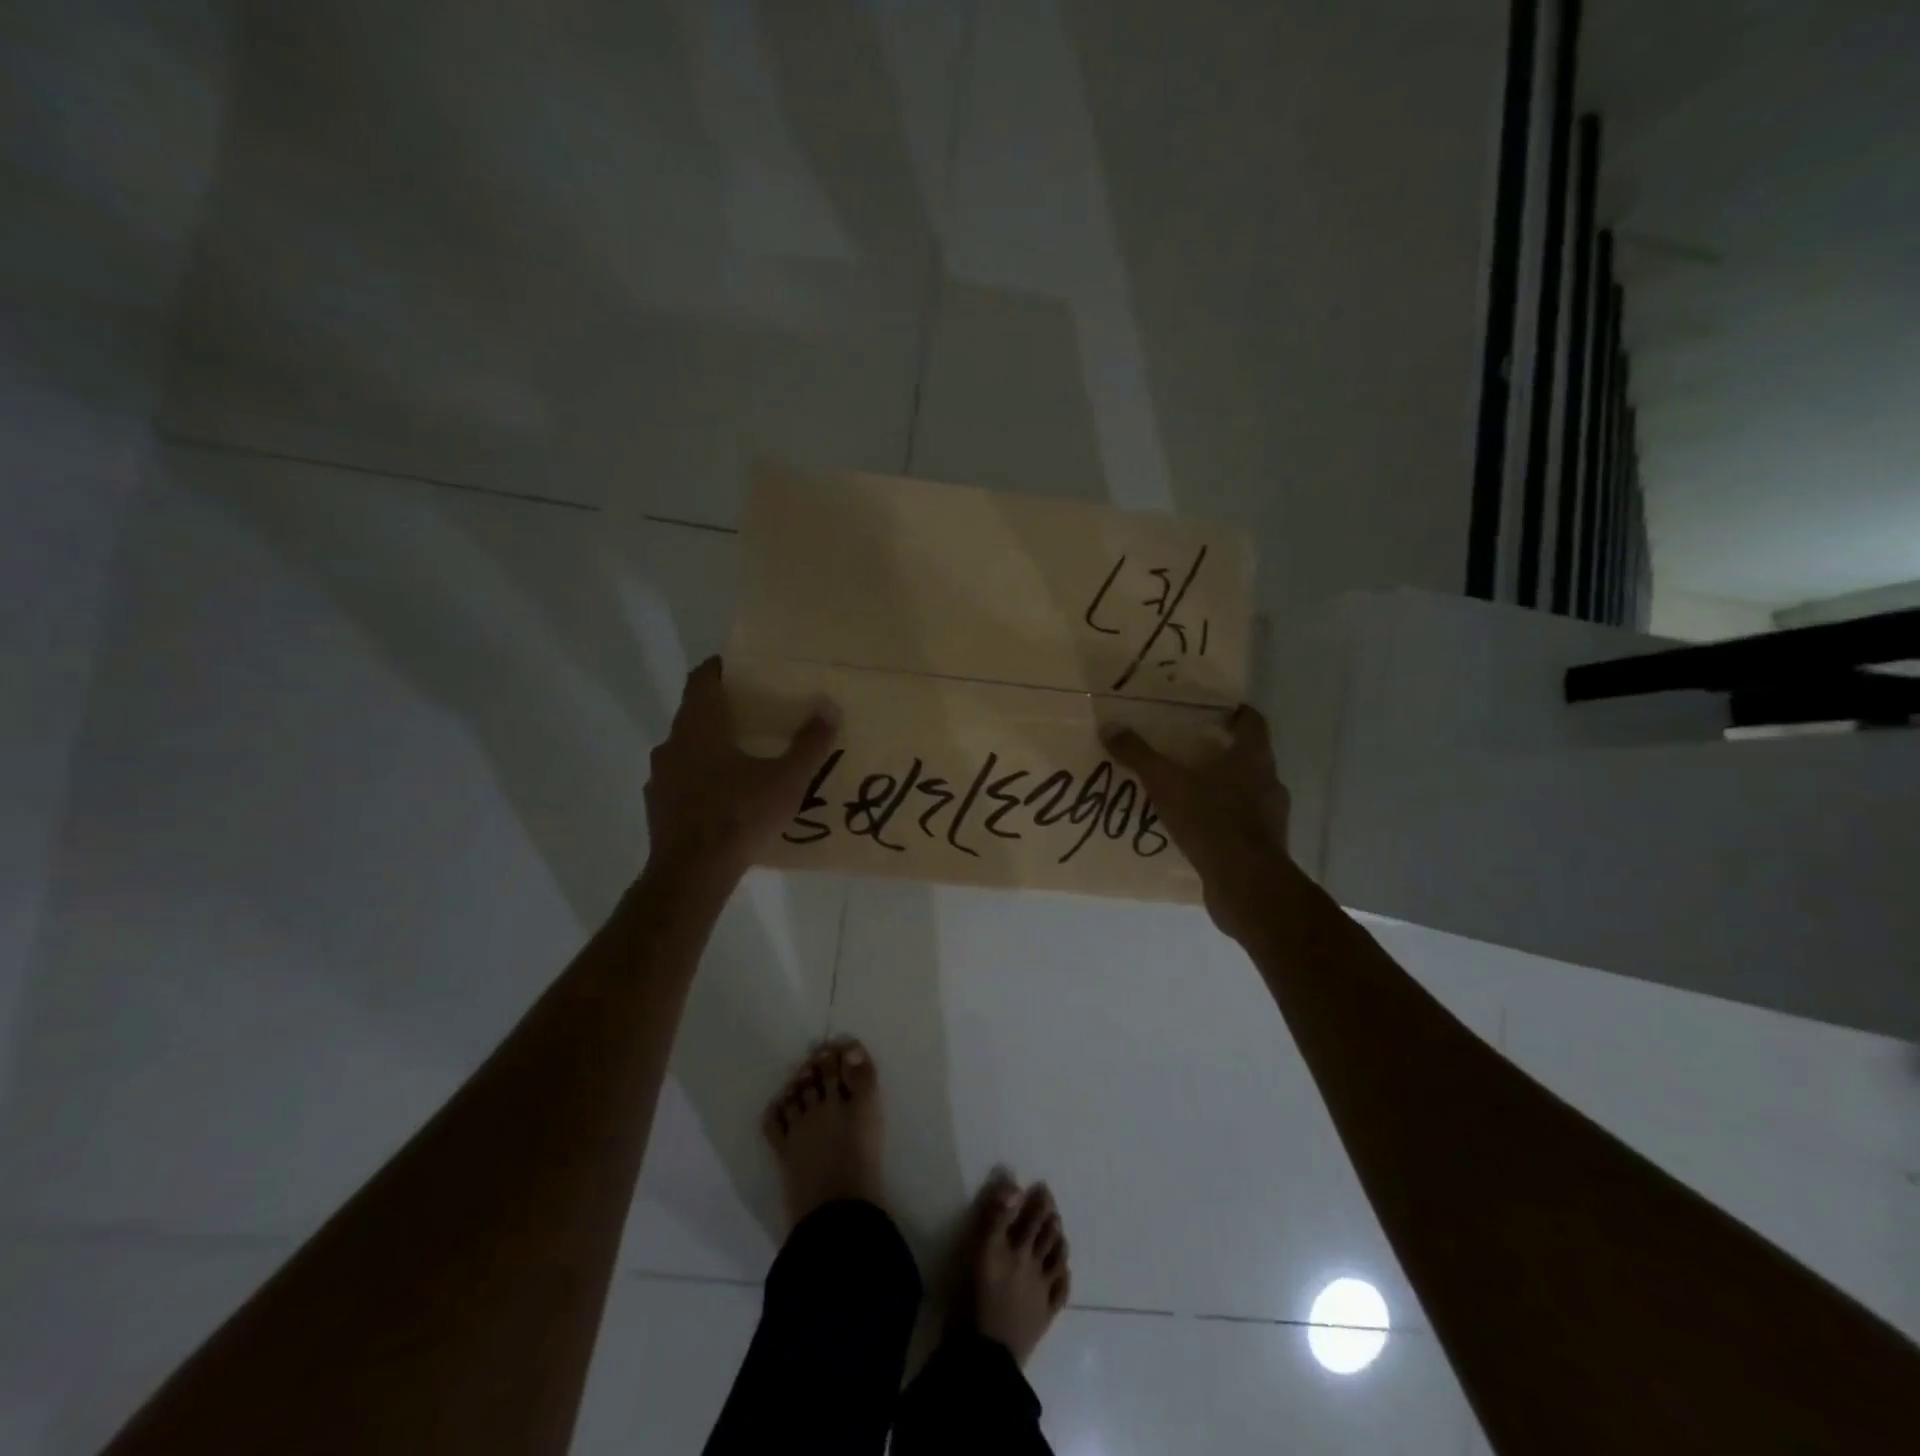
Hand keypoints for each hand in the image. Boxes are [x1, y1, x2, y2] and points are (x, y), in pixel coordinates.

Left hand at [643, 657, 838, 887]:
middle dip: (722, 712)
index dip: (720, 669)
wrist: (692, 874)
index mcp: (698, 727)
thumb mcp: (786, 780)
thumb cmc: (739, 815)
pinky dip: (702, 780)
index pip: (701, 680)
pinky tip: (726, 798)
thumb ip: (810, 744)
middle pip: (694, 715)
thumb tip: (830, 708)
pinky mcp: (658, 808)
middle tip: (756, 715)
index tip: (740, 668)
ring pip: (686, 750)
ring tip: (744, 758)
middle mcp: (671, 745)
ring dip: (710, 748)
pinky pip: (682, 782)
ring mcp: (660, 778)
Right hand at [1102, 706, 1290, 942]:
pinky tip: (1195, 830)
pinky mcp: (1264, 848)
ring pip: (1245, 792)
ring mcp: (1271, 817)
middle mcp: (1269, 782)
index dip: (1235, 713)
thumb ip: (1139, 755)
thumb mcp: (1166, 783)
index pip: (1252, 722)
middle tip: (1187, 751)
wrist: (1246, 885)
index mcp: (1253, 758)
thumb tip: (1109, 727)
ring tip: (1186, 793)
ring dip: (1221, 790)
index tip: (1213, 712)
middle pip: (1248, 757)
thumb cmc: (1211, 821)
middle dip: (1220, 753)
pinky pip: (1240, 825)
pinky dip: (1220, 822)